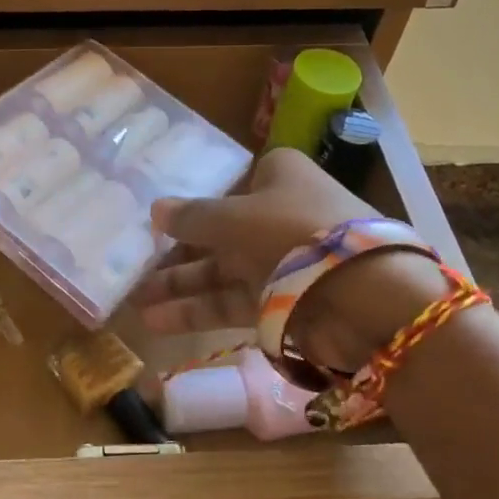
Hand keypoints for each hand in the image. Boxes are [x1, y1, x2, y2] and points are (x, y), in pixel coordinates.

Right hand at [134, 148, 447, 370]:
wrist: (366, 294)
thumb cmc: (295, 231)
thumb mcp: (235, 216)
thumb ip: (192, 217)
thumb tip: (155, 209)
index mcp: (277, 176)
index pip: (225, 186)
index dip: (189, 204)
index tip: (153, 223)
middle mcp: (277, 215)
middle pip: (217, 232)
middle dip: (176, 253)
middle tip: (133, 268)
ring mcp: (280, 260)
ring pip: (220, 270)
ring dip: (179, 286)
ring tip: (135, 301)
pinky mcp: (281, 301)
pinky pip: (231, 301)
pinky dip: (197, 310)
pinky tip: (157, 321)